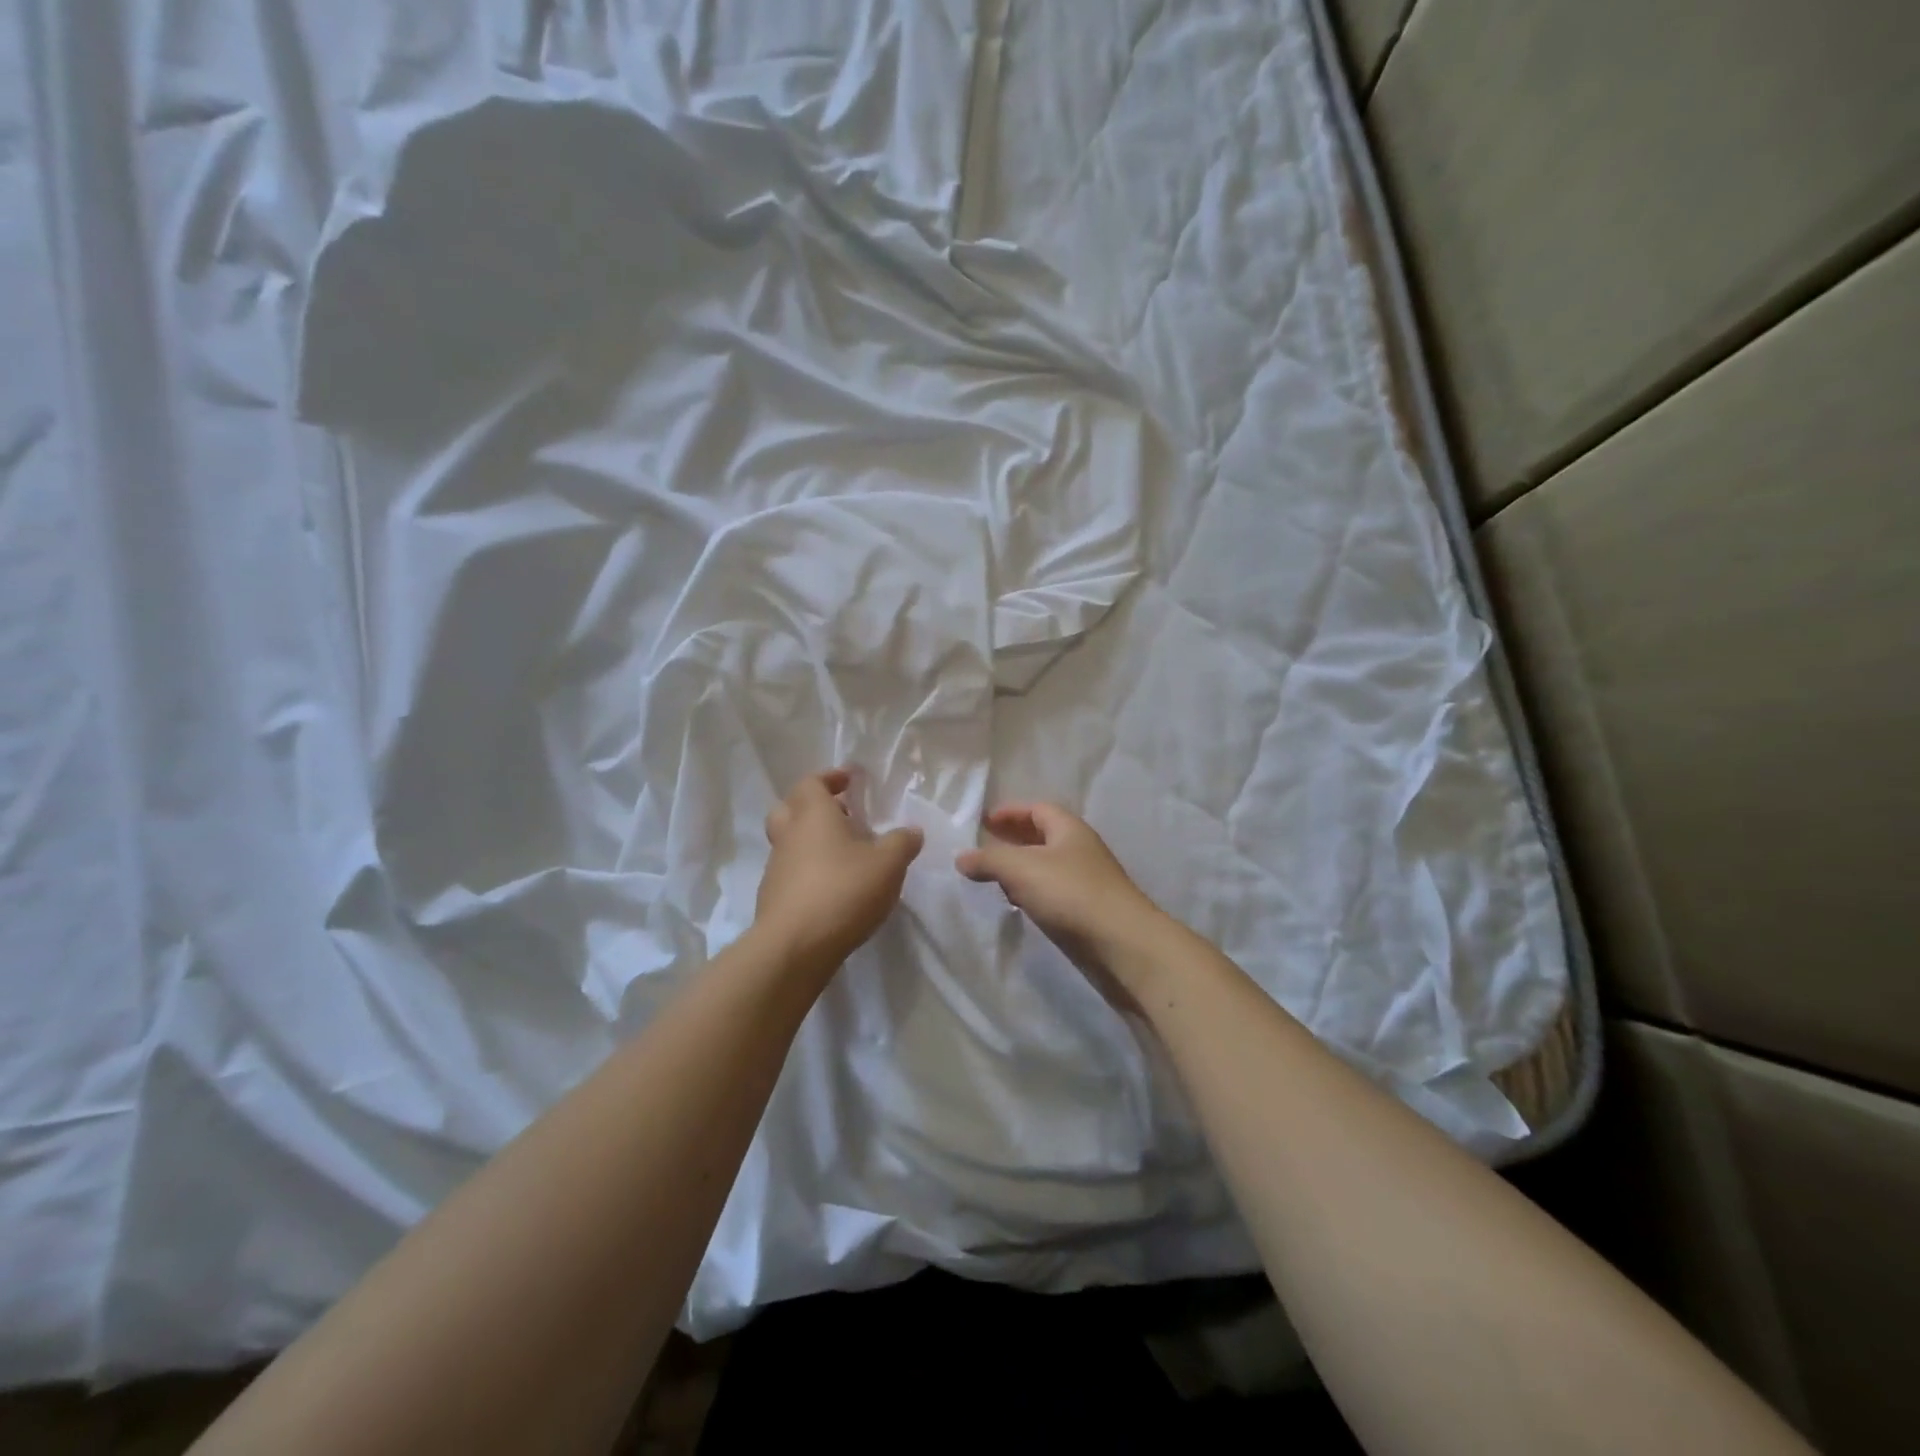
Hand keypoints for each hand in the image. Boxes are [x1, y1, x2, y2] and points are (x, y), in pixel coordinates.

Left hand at [754, 769, 923, 974]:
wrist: (795, 947)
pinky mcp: (773, 898)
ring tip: (845, 856)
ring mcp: (776, 868)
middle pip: (790, 808)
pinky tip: (833, 888)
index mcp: (813, 815)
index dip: (830, 778)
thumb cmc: (843, 891)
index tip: (850, 781)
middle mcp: (789, 835)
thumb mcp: (888, 864)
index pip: (812, 782)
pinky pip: (791, 872)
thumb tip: (912, 831)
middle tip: (841, 815)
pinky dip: (809, 871)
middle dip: (813, 806)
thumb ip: (902, 843)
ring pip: (789, 842)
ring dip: (812, 841)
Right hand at [955, 803, 1168, 1005]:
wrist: (1121, 944)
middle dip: (1013, 839)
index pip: (1038, 809)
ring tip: (993, 876)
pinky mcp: (1087, 911)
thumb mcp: (1021, 868)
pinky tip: (1018, 903)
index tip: (983, 822)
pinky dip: (1032, 891)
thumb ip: (989, 859)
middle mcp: (1080, 849)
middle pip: (1042, 836)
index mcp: (1069, 829)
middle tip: (984, 847)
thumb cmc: (1071, 893)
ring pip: (1047, 866)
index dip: (1010, 812)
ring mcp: (1086, 881)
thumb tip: (961, 857)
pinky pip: (1053, 892)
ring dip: (1021, 868)